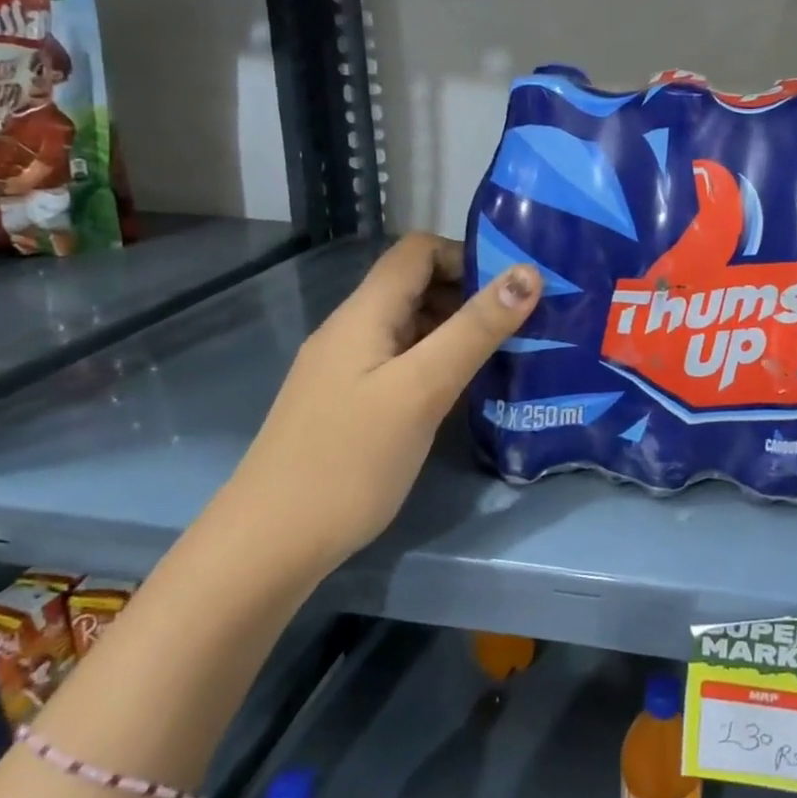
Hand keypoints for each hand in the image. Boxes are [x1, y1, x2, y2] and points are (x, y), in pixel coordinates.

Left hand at [215, 234, 540, 576]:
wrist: (269, 546)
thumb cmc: (349, 460)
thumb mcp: (422, 388)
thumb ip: (475, 328)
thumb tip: (528, 272)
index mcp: (364, 313)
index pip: (418, 251)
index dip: (467, 254)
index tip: (515, 286)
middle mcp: (354, 330)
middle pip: (417, 285)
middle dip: (473, 294)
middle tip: (527, 322)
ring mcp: (349, 369)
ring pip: (414, 327)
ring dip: (460, 330)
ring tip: (511, 353)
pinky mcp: (352, 403)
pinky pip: (404, 362)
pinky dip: (440, 363)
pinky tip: (469, 391)